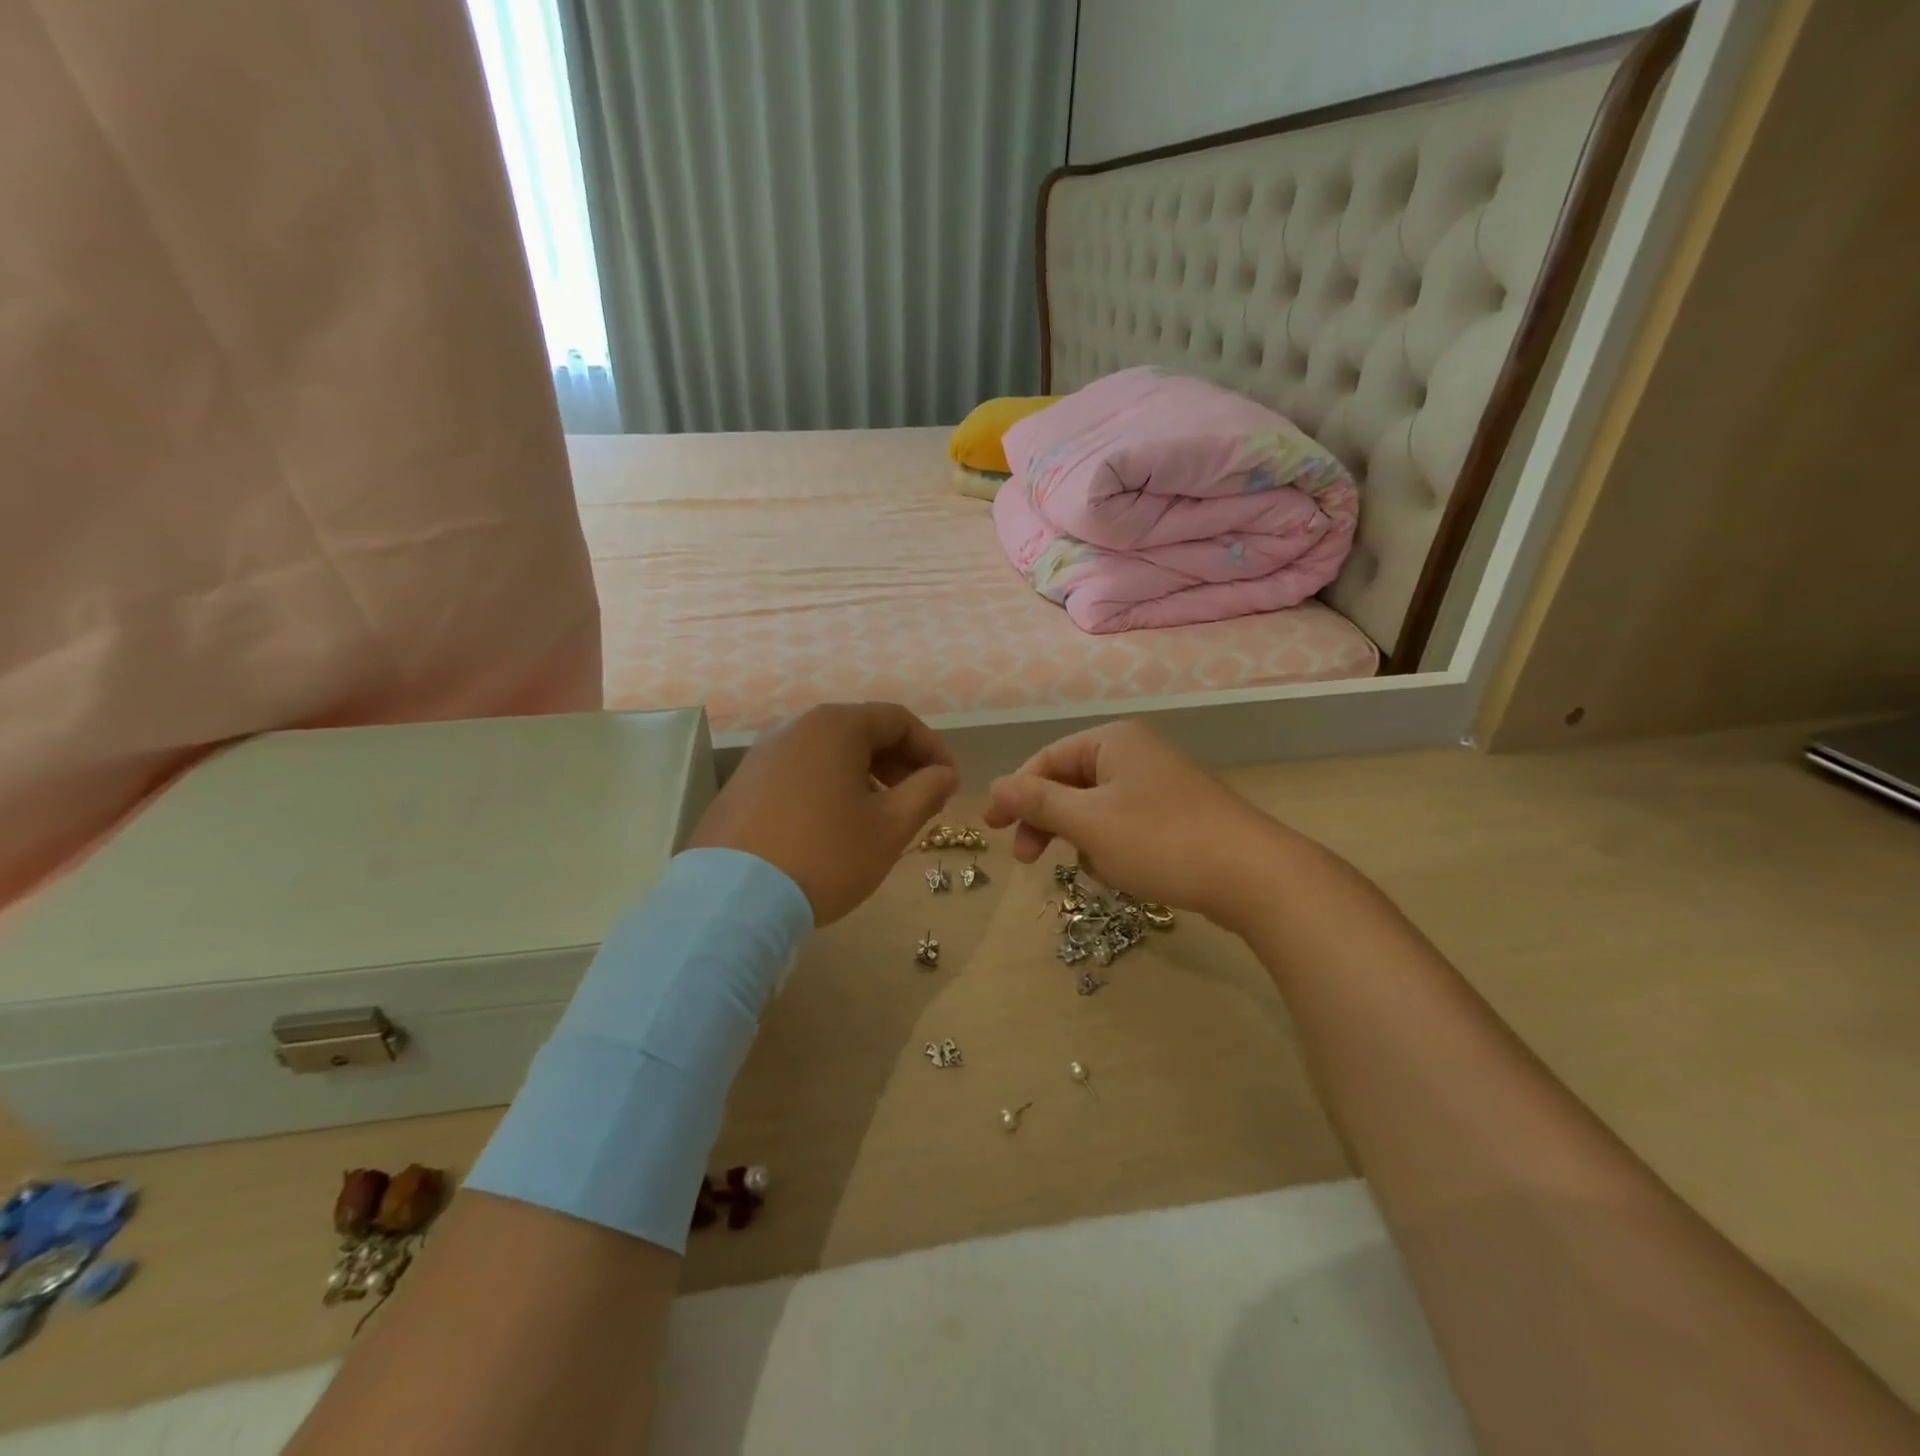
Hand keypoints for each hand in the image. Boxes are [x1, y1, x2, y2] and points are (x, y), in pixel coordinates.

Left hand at [689, 703, 957, 924]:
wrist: (734, 900)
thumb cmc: (826, 855)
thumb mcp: (890, 827)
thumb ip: (926, 792)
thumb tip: (944, 774)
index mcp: (835, 727)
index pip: (898, 720)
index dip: (932, 749)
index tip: (948, 784)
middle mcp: (796, 727)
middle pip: (862, 731)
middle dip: (899, 763)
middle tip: (920, 801)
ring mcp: (763, 754)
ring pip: (829, 753)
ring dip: (865, 776)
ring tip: (880, 816)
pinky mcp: (743, 783)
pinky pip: (800, 771)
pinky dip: (829, 787)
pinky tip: (834, 825)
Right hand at [983, 720, 1285, 927]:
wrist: (1253, 876)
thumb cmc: (1160, 840)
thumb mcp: (1089, 822)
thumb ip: (1038, 802)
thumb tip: (995, 786)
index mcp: (1114, 741)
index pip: (1047, 759)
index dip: (1015, 793)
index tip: (992, 828)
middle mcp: (1136, 753)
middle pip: (1070, 782)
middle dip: (1047, 820)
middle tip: (1027, 860)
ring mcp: (1160, 784)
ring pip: (1096, 808)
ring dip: (1081, 838)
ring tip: (1092, 870)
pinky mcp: (1177, 815)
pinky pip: (1124, 824)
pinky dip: (1111, 846)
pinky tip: (1120, 873)